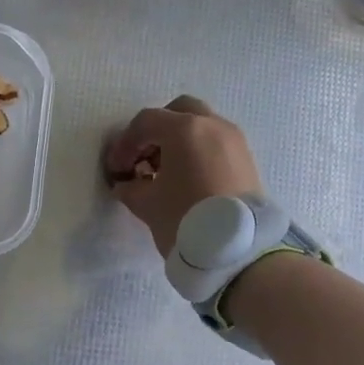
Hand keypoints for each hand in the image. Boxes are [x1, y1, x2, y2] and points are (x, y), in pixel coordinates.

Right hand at [102, 96, 262, 256]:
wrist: (238, 251)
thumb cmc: (186, 219)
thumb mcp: (147, 204)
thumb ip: (130, 187)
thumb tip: (127, 183)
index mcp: (184, 129)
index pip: (145, 123)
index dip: (125, 144)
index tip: (117, 169)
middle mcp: (212, 125)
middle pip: (178, 112)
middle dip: (156, 131)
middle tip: (143, 158)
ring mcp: (234, 140)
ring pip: (200, 126)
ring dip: (179, 141)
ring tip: (164, 173)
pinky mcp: (246, 159)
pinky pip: (215, 143)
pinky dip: (198, 151)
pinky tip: (187, 179)